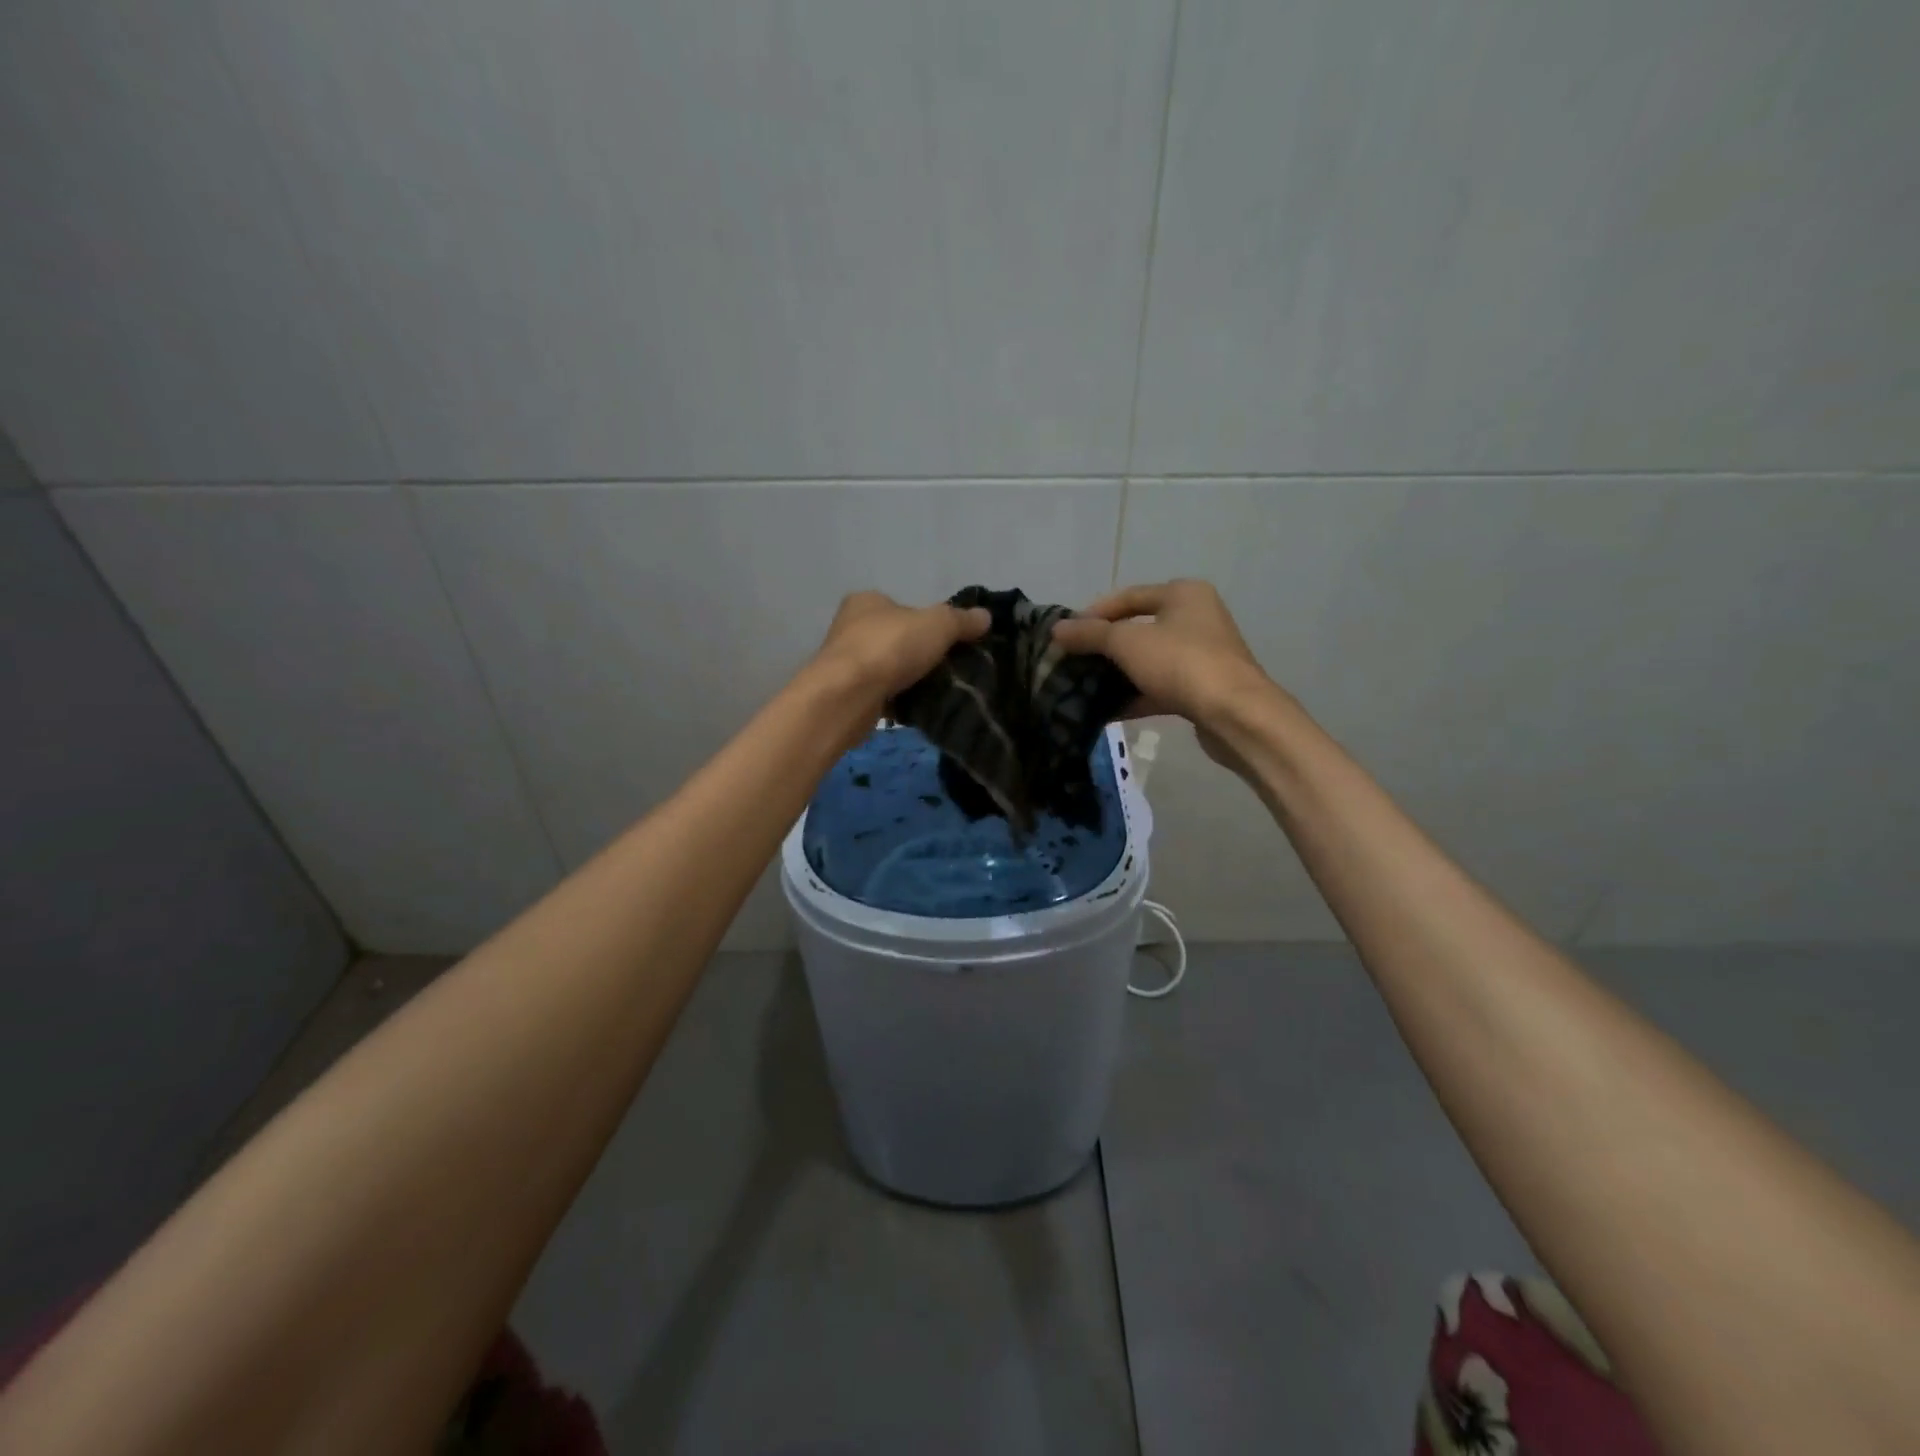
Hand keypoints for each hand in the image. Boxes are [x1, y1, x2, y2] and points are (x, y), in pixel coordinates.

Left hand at [811, 591, 989, 702]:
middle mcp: (851, 627)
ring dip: (909, 678)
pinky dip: (898, 700)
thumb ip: (961, 620)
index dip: (928, 622)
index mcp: (867, 601)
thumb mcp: (937, 625)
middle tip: (948, 668)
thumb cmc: (890, 648)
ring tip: (937, 690)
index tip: (949, 641)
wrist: (847, 697)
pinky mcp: (846, 694)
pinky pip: (881, 694)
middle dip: (920, 652)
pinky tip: (917, 707)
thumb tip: (986, 616)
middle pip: (897, 638)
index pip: (904, 607)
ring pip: (889, 668)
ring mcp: (846, 662)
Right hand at [1051, 579, 1275, 729]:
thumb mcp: (1128, 643)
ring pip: (1148, 660)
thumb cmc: (1181, 663)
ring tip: (1083, 686)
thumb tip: (1056, 629)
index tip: (1066, 634)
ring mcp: (1200, 655)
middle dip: (1103, 646)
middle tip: (1072, 660)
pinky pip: (1159, 687)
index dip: (1093, 613)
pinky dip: (1134, 696)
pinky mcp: (1201, 688)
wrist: (1234, 714)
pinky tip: (1106, 710)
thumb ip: (1090, 634)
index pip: (1128, 596)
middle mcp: (1196, 618)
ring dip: (1117, 673)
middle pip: (1138, 628)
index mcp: (1183, 594)